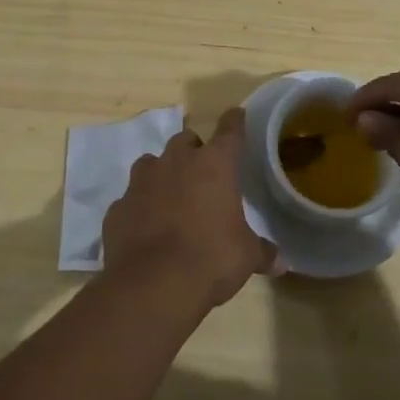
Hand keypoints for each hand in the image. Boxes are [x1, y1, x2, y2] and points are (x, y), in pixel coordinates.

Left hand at [103, 108, 276, 310]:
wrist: (152, 285)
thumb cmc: (211, 259)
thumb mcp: (245, 256)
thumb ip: (262, 252)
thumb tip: (281, 262)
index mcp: (214, 165)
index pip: (230, 131)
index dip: (235, 121)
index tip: (237, 114)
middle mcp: (176, 162)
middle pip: (185, 140)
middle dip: (194, 151)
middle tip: (203, 173)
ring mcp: (142, 182)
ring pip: (152, 163)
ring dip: (162, 173)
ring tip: (171, 196)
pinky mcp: (118, 207)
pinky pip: (131, 198)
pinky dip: (140, 207)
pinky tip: (146, 226)